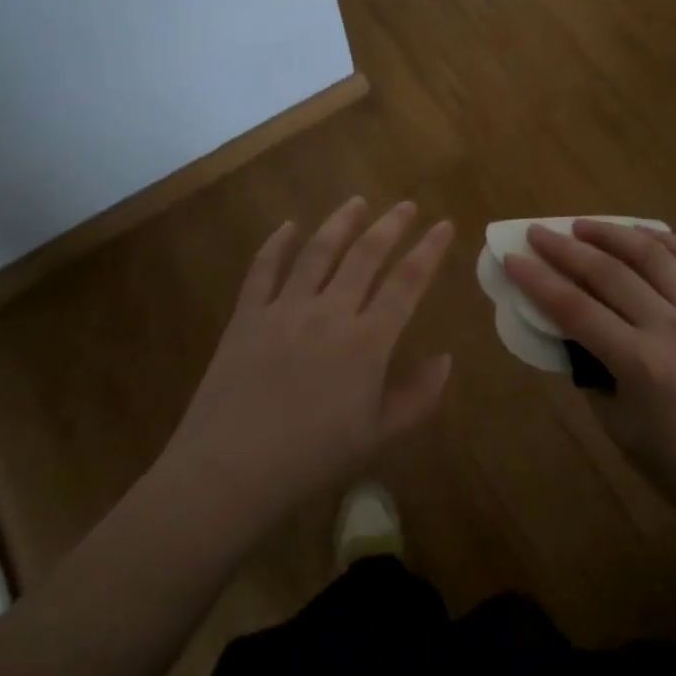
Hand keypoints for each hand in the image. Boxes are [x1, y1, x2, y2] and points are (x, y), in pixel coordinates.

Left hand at [165, 198, 454, 519]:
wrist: (229, 472)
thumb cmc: (310, 460)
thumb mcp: (377, 437)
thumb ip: (417, 397)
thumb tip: (446, 359)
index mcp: (367, 342)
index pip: (407, 282)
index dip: (429, 250)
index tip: (443, 225)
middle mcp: (330, 312)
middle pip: (366, 254)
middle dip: (391, 225)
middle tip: (406, 205)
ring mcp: (285, 309)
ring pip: (318, 251)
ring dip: (341, 222)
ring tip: (357, 202)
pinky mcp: (247, 315)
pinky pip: (263, 268)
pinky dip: (277, 243)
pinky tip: (289, 226)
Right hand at [505, 221, 675, 516]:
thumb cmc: (672, 462)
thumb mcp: (615, 421)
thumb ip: (590, 368)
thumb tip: (570, 327)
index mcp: (640, 363)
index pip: (575, 308)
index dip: (538, 281)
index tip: (512, 258)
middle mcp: (672, 329)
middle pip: (609, 273)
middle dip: (566, 248)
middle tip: (538, 232)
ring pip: (653, 255)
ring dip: (613, 233)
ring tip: (583, 225)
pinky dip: (667, 241)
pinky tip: (642, 234)